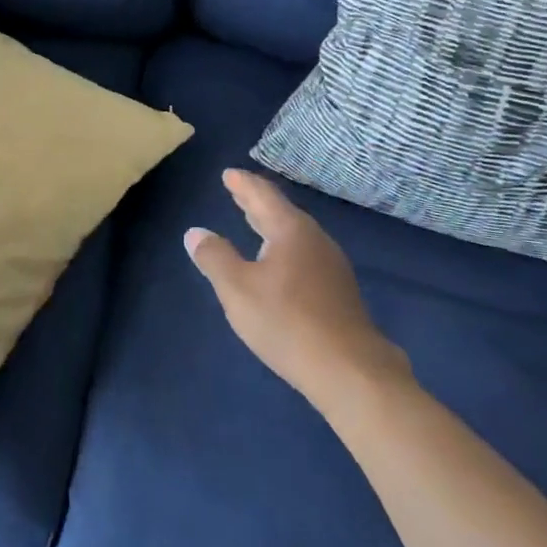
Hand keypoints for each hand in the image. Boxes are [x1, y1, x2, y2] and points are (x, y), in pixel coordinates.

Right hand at [186, 169, 410, 405]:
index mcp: (290, 230)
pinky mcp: (339, 293)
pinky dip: (284, 248)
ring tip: (255, 224)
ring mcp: (332, 267)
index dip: (243, 184)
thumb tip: (196, 233)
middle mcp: (315, 240)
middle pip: (281, 212)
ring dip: (272, 227)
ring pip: (295, 235)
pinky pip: (305, 256)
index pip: (263, 196)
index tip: (229, 174)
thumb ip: (215, 257)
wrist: (351, 372)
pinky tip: (279, 264)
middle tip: (238, 191)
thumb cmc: (287, 322)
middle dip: (257, 202)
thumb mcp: (237, 289)